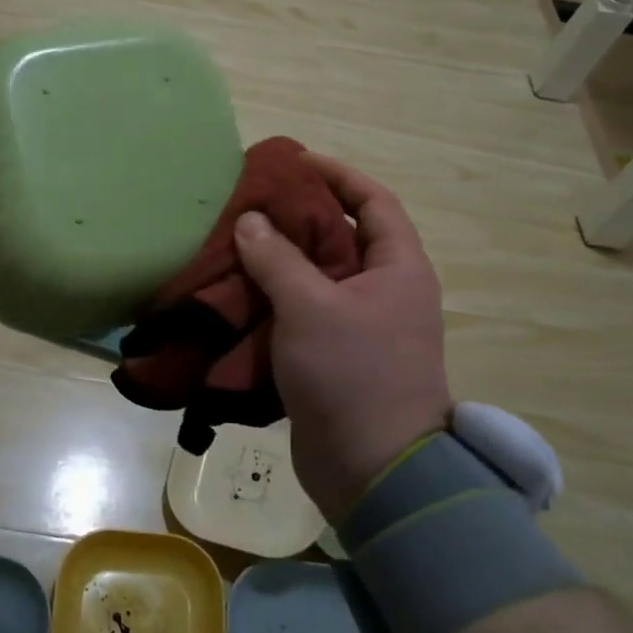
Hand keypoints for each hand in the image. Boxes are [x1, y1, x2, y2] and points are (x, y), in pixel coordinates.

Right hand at [233, 153, 451, 521]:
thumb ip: (277, 259)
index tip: (295, 161)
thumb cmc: (353, 375)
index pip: (373, 201)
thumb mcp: (311, 307)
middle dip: (298, 218)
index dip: (337, 175)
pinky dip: (274, 299)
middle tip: (251, 203)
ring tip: (235, 242)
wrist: (374, 471)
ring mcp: (360, 326)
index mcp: (397, 268)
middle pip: (340, 236)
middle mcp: (384, 290)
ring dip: (279, 260)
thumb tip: (251, 221)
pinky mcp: (335, 356)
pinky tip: (237, 291)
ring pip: (316, 277)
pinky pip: (303, 312)